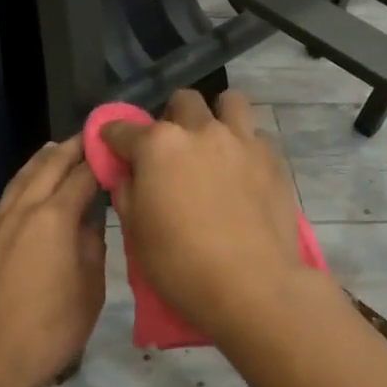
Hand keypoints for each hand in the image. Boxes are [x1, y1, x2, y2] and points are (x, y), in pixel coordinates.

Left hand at [0, 136, 106, 386]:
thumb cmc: (48, 330)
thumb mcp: (89, 291)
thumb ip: (92, 247)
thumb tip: (91, 220)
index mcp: (53, 218)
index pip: (83, 176)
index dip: (101, 159)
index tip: (116, 147)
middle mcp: (22, 210)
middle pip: (48, 165)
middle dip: (71, 148)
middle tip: (90, 138)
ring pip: (21, 178)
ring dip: (43, 160)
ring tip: (58, 150)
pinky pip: (7, 198)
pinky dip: (24, 183)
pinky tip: (29, 190)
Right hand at [103, 89, 320, 341]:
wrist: (252, 285)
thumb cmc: (181, 264)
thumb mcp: (136, 233)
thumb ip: (128, 193)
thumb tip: (128, 174)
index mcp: (158, 146)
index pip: (123, 129)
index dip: (112, 138)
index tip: (113, 148)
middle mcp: (200, 131)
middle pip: (182, 102)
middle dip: (170, 117)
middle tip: (171, 149)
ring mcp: (241, 141)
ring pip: (230, 102)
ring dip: (216, 114)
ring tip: (213, 142)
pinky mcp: (273, 159)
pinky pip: (256, 135)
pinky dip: (244, 144)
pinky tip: (241, 170)